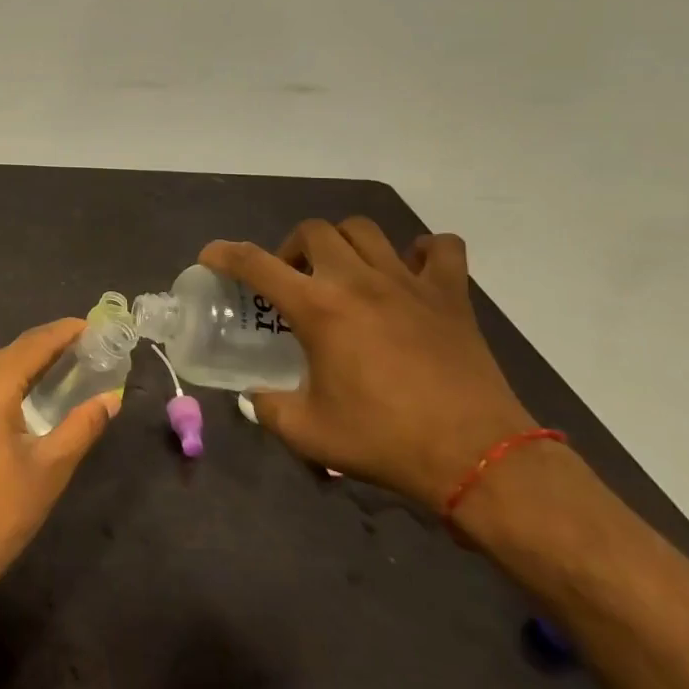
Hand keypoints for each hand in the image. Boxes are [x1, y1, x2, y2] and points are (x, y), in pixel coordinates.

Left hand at [0, 318, 120, 610]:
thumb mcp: (49, 470)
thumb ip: (82, 426)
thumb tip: (111, 398)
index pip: (31, 345)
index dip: (63, 332)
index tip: (91, 325)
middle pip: (9, 356)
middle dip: (46, 352)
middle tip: (83, 354)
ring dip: (21, 370)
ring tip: (58, 374)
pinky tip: (20, 400)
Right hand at [201, 221, 536, 509]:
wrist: (477, 458)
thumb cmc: (384, 441)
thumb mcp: (308, 433)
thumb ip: (268, 408)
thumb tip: (256, 397)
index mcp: (318, 308)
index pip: (255, 263)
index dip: (225, 254)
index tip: (211, 256)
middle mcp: (358, 281)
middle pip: (313, 230)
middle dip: (291, 248)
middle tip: (293, 281)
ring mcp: (409, 282)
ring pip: (365, 230)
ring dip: (343, 243)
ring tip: (342, 272)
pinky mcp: (451, 296)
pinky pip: (441, 249)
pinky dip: (422, 252)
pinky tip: (410, 274)